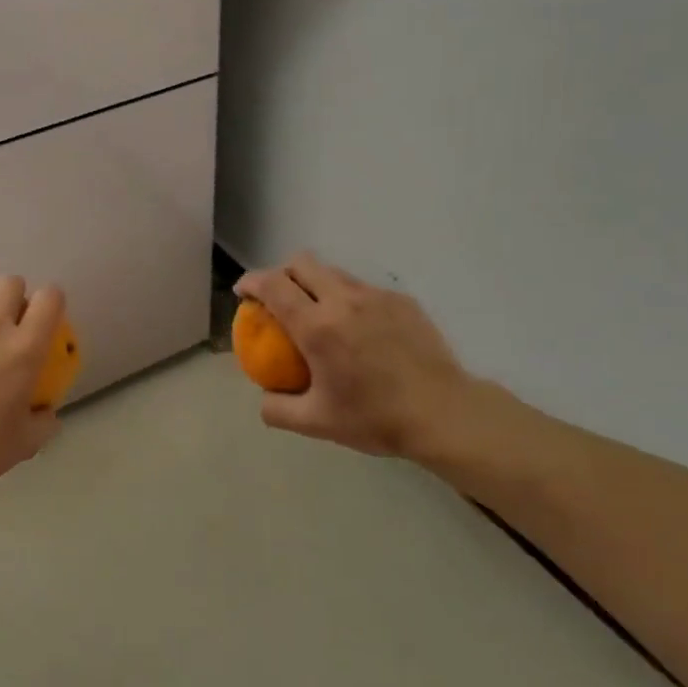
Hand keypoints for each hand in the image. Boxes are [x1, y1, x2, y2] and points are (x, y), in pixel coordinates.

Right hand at [234, 252, 479, 465]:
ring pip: (334, 272)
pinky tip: (359, 329)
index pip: (273, 285)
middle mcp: (343, 300)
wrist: (444, 414)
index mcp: (317, 326)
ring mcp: (376, 296)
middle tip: (279, 299)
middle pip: (302, 263)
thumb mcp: (317, 423)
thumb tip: (263, 397)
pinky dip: (348, 299)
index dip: (251, 282)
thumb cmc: (376, 418)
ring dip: (316, 283)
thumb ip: (278, 409)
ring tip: (319, 312)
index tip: (243, 292)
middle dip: (282, 273)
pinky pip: (364, 288)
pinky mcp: (402, 300)